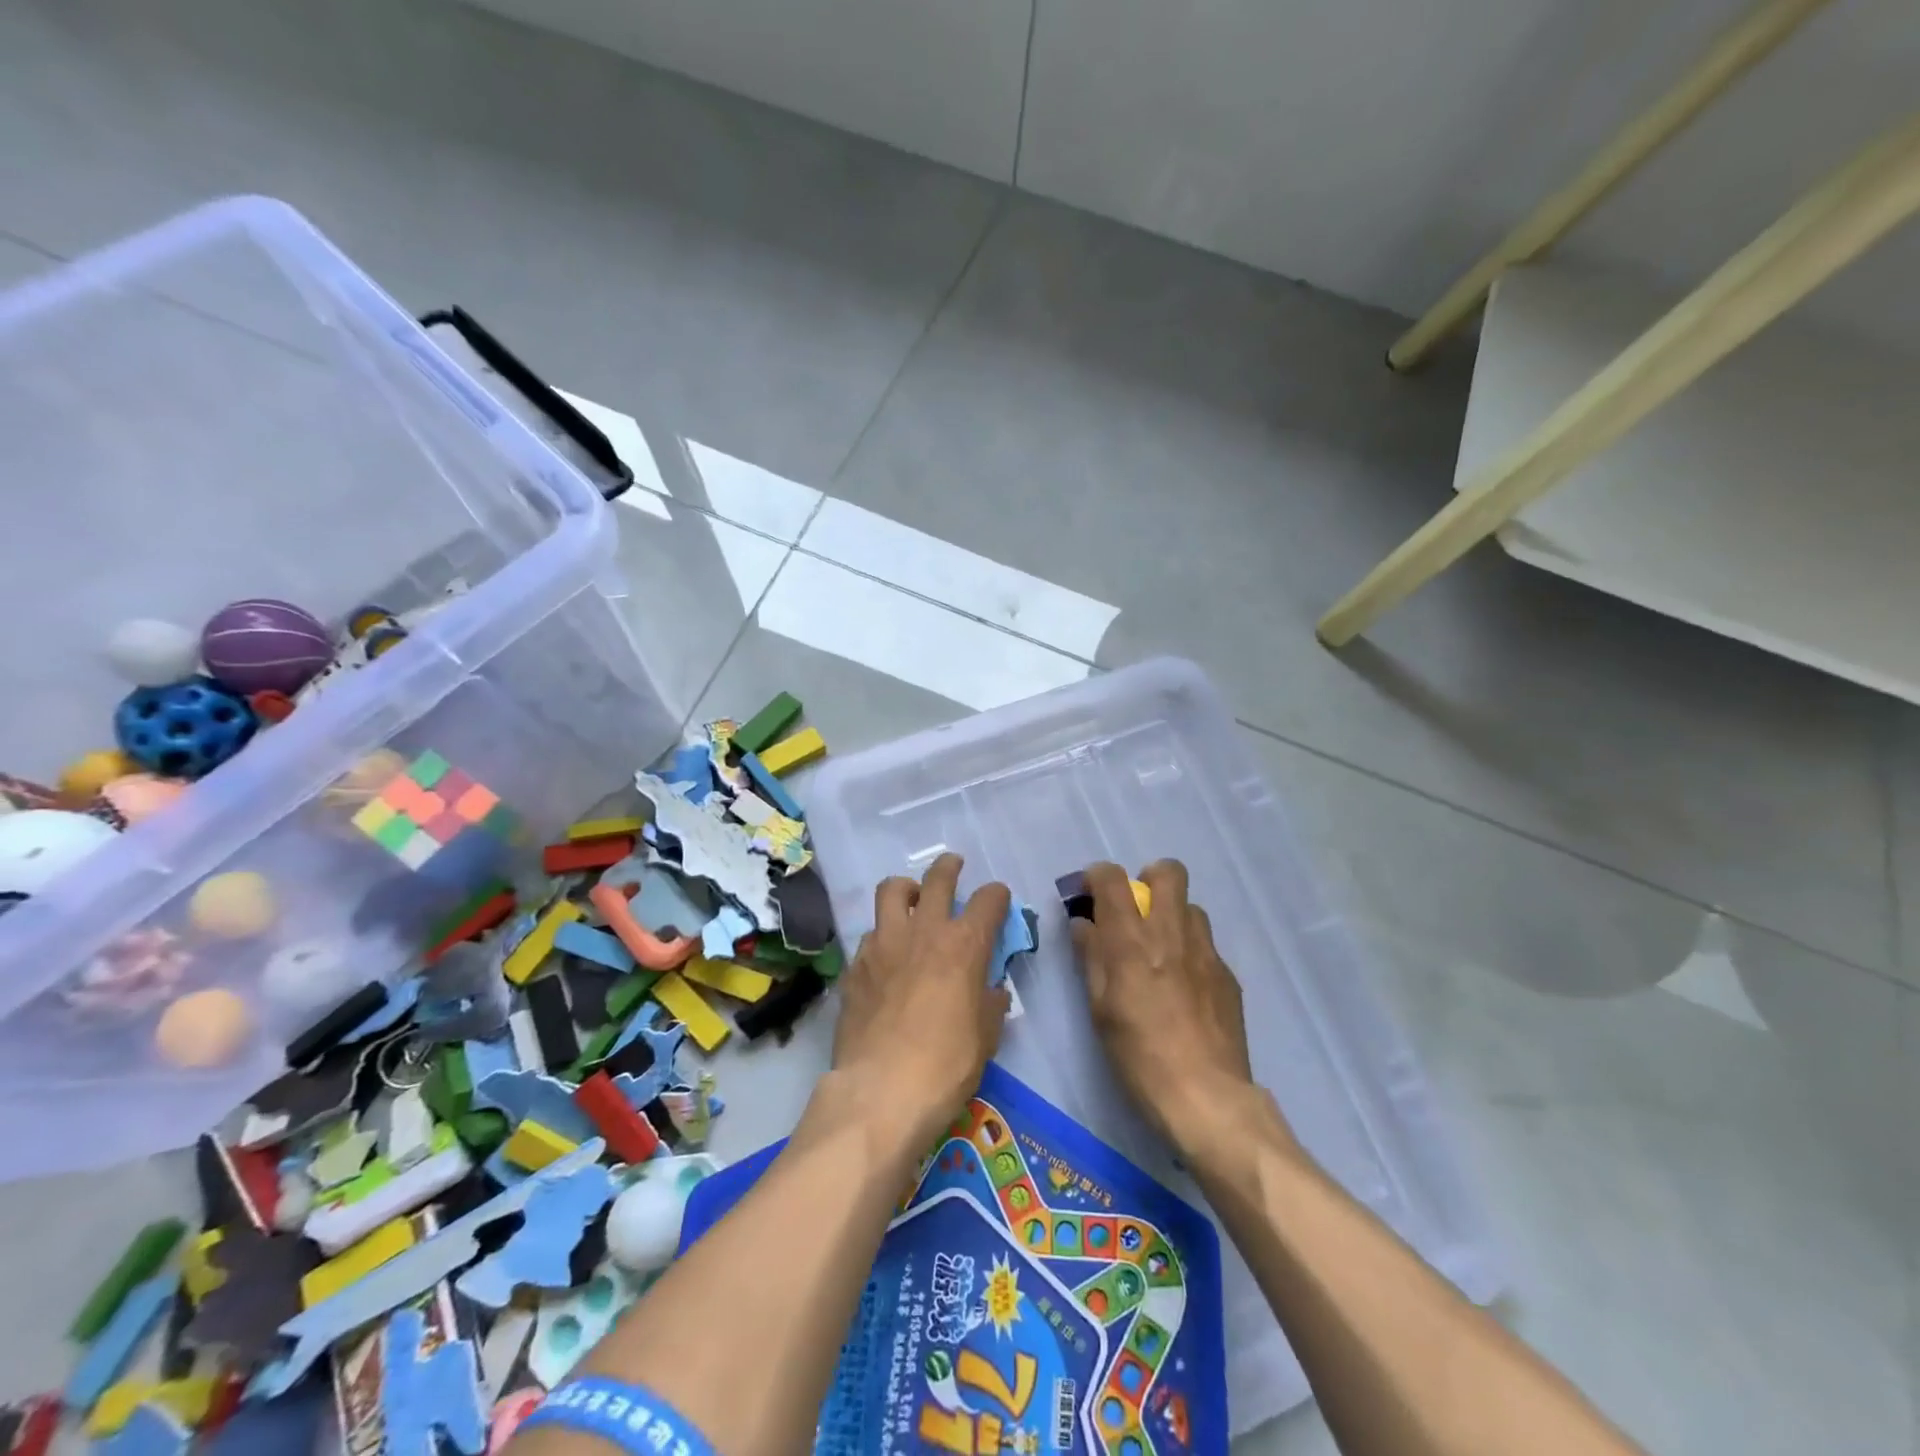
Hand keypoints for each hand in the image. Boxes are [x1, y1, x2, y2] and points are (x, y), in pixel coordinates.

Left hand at [829, 853, 1011, 1151]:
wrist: (881, 1090)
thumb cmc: (946, 1065)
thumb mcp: (986, 1037)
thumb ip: (990, 1003)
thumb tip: (992, 990)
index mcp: (964, 944)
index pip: (989, 900)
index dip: (998, 896)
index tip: (998, 901)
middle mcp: (924, 931)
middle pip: (938, 878)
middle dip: (949, 867)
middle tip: (953, 867)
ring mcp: (883, 943)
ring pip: (892, 891)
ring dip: (907, 889)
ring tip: (911, 899)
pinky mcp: (855, 964)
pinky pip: (870, 934)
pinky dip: (882, 935)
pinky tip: (885, 957)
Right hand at [1070, 860, 1260, 1152]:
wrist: (1206, 1097)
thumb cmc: (1139, 1055)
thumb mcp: (1099, 1008)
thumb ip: (1091, 957)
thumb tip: (1084, 924)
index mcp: (1131, 940)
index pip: (1112, 878)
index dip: (1097, 877)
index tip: (1089, 895)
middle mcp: (1171, 933)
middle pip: (1167, 872)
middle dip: (1147, 880)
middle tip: (1135, 914)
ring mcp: (1206, 952)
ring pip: (1191, 907)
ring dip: (1171, 917)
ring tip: (1160, 953)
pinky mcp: (1228, 975)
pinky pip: (1205, 945)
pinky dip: (1189, 951)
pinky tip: (1183, 989)